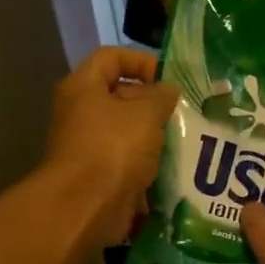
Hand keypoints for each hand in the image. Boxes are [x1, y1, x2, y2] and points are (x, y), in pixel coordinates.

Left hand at [41, 48, 179, 251]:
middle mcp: (80, 112)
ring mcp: (88, 145)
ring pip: (126, 130)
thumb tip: (168, 91)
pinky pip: (127, 159)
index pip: (112, 57)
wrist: (85, 206)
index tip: (169, 78)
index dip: (141, 61)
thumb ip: (162, 96)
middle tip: (183, 112)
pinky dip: (147, 162)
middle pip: (120, 95)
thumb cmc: (114, 148)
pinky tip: (172, 167)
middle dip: (153, 102)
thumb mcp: (146, 113)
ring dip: (153, 135)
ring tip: (183, 139)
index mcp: (84, 87)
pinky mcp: (98, 174)